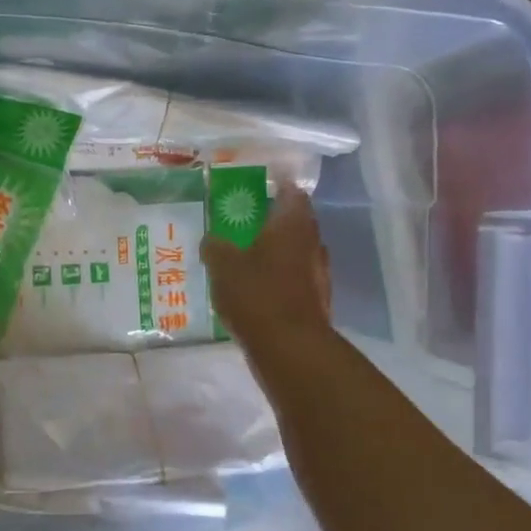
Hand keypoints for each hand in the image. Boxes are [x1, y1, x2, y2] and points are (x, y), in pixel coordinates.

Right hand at [201, 185, 331, 346]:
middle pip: (297, 221)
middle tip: (248, 217)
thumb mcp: (223, 266)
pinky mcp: (316, 300)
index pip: (292, 191)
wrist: (291, 348)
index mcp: (292, 224)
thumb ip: (216, 247)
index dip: (279, 184)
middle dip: (276, 217)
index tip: (262, 182)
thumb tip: (212, 239)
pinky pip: (296, 277)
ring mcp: (318, 273)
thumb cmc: (257, 295)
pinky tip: (260, 285)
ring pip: (298, 250)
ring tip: (250, 251)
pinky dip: (281, 276)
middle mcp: (312, 243)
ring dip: (279, 249)